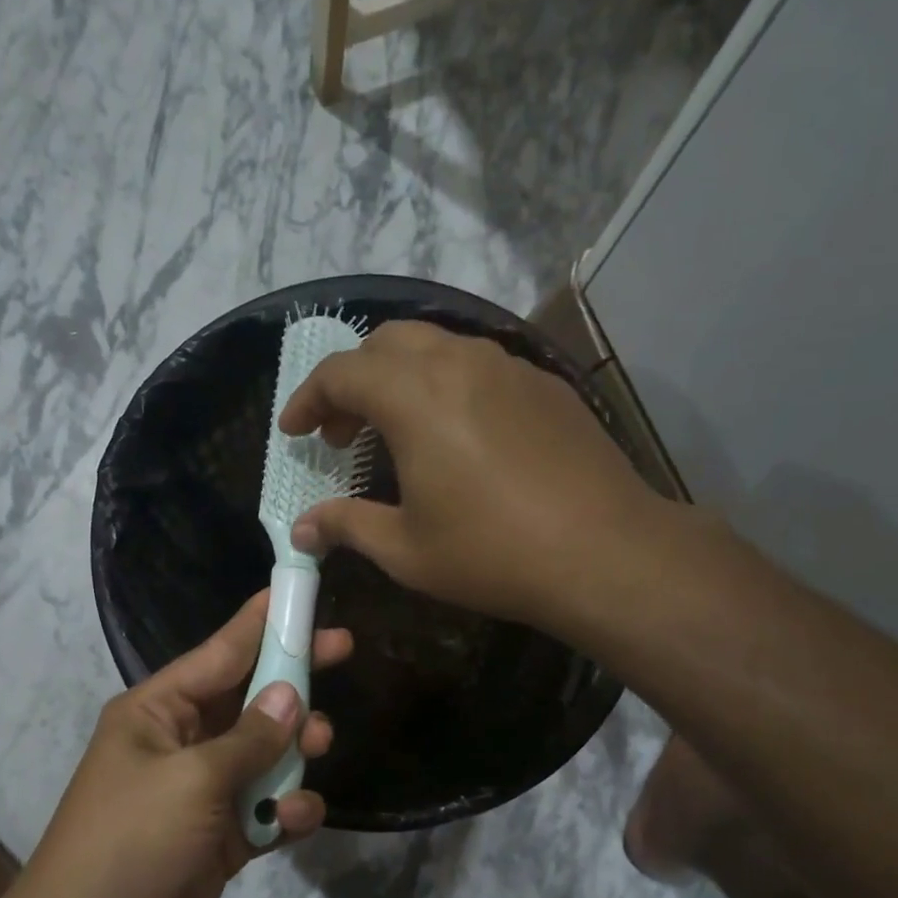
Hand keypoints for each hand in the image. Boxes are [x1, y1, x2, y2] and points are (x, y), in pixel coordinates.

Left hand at [23, 592, 350, 897]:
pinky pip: (264, 807)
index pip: (220, 652)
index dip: (262, 621)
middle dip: (293, 680)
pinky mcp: (219, 836)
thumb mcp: (192, 781)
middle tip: (343, 651)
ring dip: (294, 750)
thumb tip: (291, 696)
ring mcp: (201, 791)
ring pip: (264, 752)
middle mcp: (181, 741)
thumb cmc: (130, 842)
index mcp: (158, 711)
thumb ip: (249, 738)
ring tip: (321, 745)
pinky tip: (294, 820)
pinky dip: (285, 810)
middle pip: (250, 697)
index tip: (302, 593)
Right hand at [279, 319, 669, 636]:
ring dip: (400, 378)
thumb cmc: (491, 553)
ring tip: (394, 431)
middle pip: (386, 343)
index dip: (308, 400)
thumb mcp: (405, 549)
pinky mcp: (544, 385)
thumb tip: (303, 529)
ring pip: (436, 346)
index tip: (294, 432)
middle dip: (352, 381)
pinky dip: (445, 385)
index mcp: (415, 396)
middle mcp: (459, 363)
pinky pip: (478, 365)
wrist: (604, 552)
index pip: (341, 373)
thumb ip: (347, 526)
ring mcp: (509, 368)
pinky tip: (455, 435)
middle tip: (342, 433)